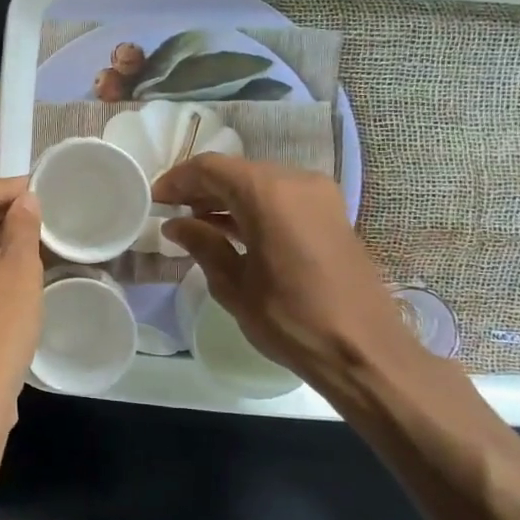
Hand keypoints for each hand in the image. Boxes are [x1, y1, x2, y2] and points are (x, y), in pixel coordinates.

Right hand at [152, 156, 422, 386]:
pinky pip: (282, 198)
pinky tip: (231, 231)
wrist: (364, 351)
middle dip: (201, 188)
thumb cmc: (291, 319)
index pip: (210, 168)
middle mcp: (296, 181)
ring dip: (227, 198)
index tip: (154, 199)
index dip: (177, 180)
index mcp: (268, 193)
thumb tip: (176, 225)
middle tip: (172, 212)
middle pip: (237, 171)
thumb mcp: (234, 285)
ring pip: (260, 183)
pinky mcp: (332, 214)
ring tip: (196, 223)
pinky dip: (253, 207)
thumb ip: (203, 245)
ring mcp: (320, 196)